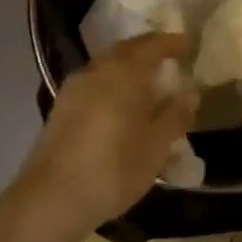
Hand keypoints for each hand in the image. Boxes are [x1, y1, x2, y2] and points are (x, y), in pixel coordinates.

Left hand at [22, 34, 195, 234]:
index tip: (188, 44)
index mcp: (123, 73)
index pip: (152, 45)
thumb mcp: (156, 146)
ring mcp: (75, 88)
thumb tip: (189, 93)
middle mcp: (97, 71)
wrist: (52, 198)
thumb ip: (174, 116)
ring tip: (147, 83)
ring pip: (107, 66)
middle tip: (169, 58)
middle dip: (148, 50)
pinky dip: (113, 84)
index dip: (171, 43)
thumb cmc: (113, 169)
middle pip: (126, 50)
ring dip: (128, 67)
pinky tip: (120, 104)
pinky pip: (95, 83)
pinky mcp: (62, 108)